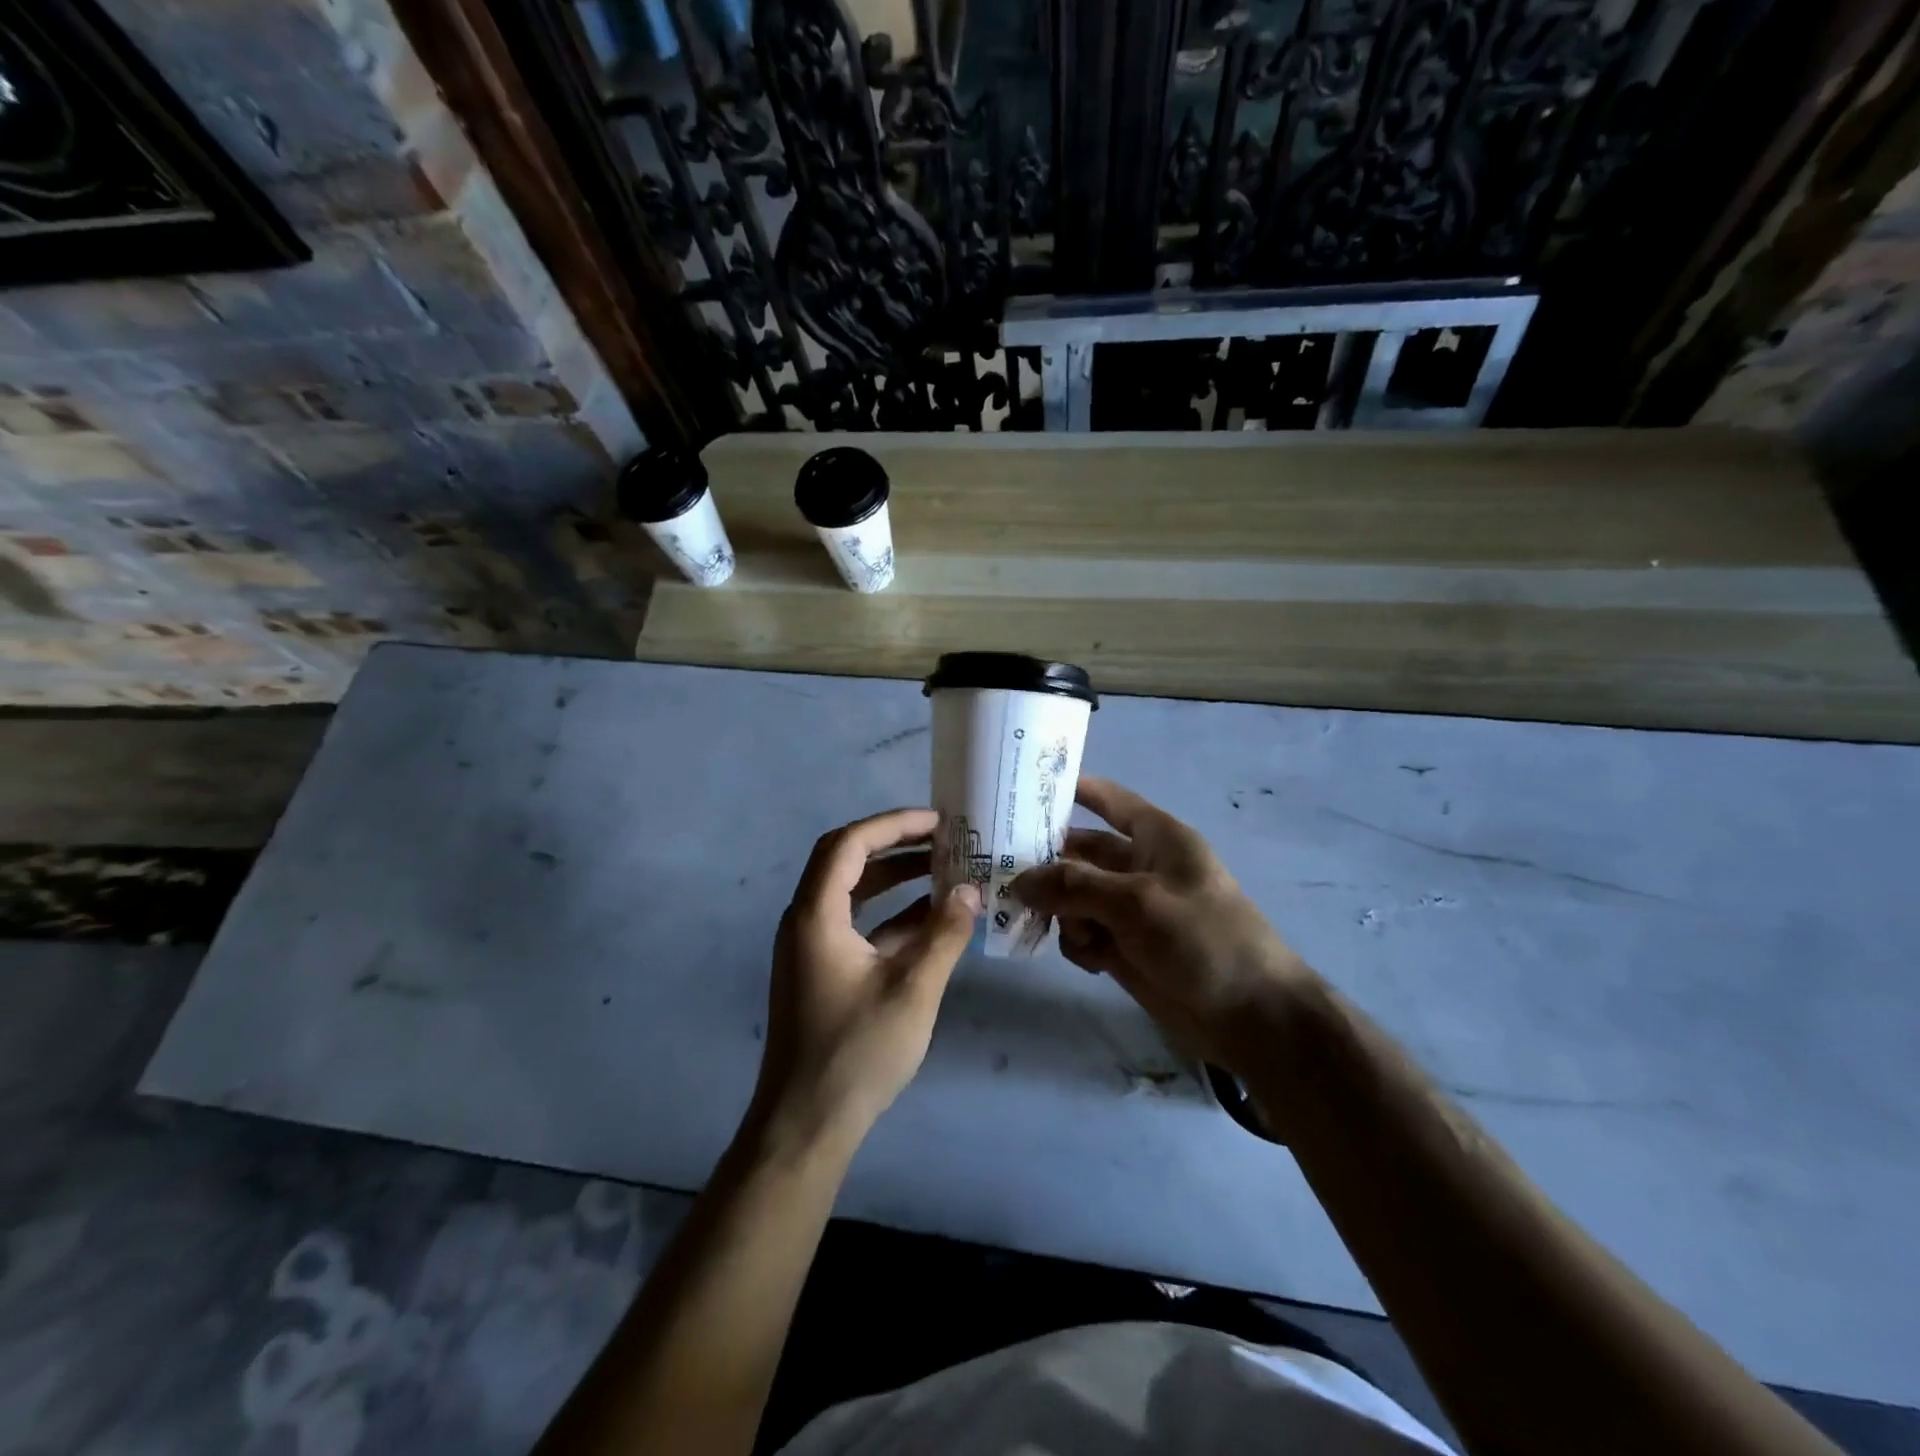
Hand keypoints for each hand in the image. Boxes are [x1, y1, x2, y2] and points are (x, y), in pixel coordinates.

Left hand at [753, 808, 980, 1147]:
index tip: (938, 821)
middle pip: (846, 860)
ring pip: (852, 892)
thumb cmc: (857, 1053)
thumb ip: (944, 935)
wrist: (807, 1124)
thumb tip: (971, 889)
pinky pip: (857, 923)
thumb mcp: (913, 990)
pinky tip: (932, 918)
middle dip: (895, 843)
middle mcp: (806, 920)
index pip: (849, 844)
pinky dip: (891, 913)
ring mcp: (812, 947)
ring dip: (894, 876)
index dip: (893, 824)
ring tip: (943, 867)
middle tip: (943, 837)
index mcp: (816, 915)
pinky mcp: (823, 970)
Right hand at [1011, 777, 1313, 1077]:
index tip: (1025, 789)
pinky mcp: (1124, 948)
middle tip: (1003, 874)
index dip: (1073, 790)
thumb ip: (1074, 886)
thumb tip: (1020, 881)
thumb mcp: (1137, 902)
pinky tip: (1091, 960)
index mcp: (1156, 838)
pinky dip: (1079, 943)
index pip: (1109, 801)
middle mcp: (1139, 867)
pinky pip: (1083, 934)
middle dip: (1048, 864)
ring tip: (1068, 931)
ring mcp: (1130, 910)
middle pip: (1080, 853)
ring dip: (1063, 911)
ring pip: (1074, 897)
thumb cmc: (1204, 939)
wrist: (1251, 1017)